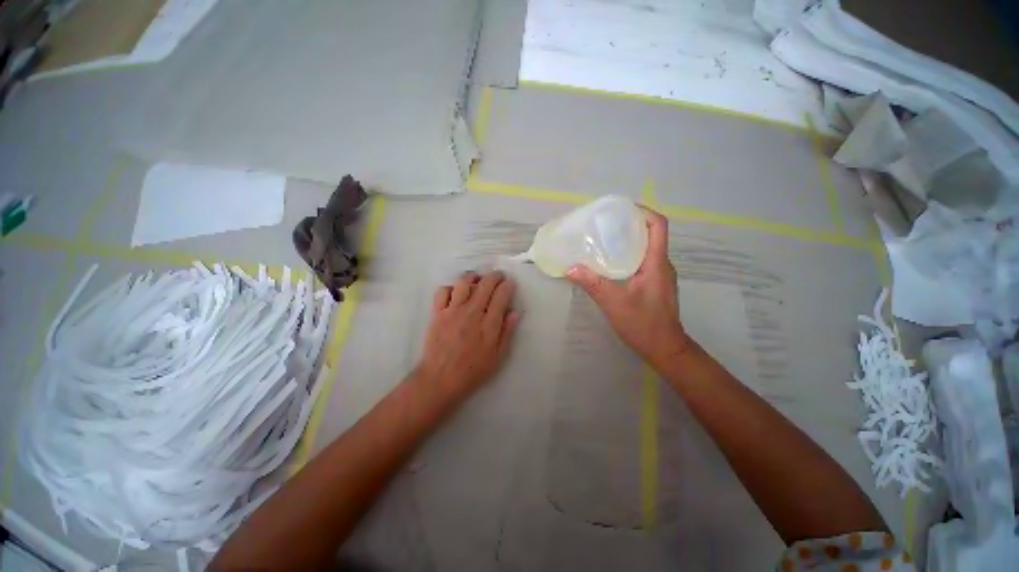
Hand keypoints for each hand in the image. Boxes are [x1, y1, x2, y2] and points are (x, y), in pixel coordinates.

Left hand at [417, 271, 521, 398]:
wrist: (440, 379)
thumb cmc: (472, 370)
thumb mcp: (497, 356)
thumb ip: (507, 332)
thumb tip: (515, 312)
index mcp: (489, 324)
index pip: (501, 295)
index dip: (508, 285)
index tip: (510, 284)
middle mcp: (472, 312)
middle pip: (485, 284)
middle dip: (495, 276)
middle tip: (499, 276)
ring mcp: (453, 311)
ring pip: (463, 283)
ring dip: (473, 277)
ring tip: (477, 280)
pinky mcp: (438, 313)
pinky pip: (442, 291)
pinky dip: (450, 288)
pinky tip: (455, 293)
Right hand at [566, 206, 689, 368]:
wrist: (665, 349)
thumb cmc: (644, 324)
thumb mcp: (614, 303)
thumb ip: (592, 283)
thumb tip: (570, 267)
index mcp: (656, 263)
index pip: (658, 226)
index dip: (643, 212)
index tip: (621, 209)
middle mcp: (661, 264)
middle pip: (650, 234)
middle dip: (630, 224)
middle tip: (605, 224)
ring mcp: (659, 275)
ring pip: (646, 248)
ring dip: (628, 239)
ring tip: (603, 239)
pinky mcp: (654, 284)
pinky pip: (642, 261)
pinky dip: (627, 255)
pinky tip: (610, 262)